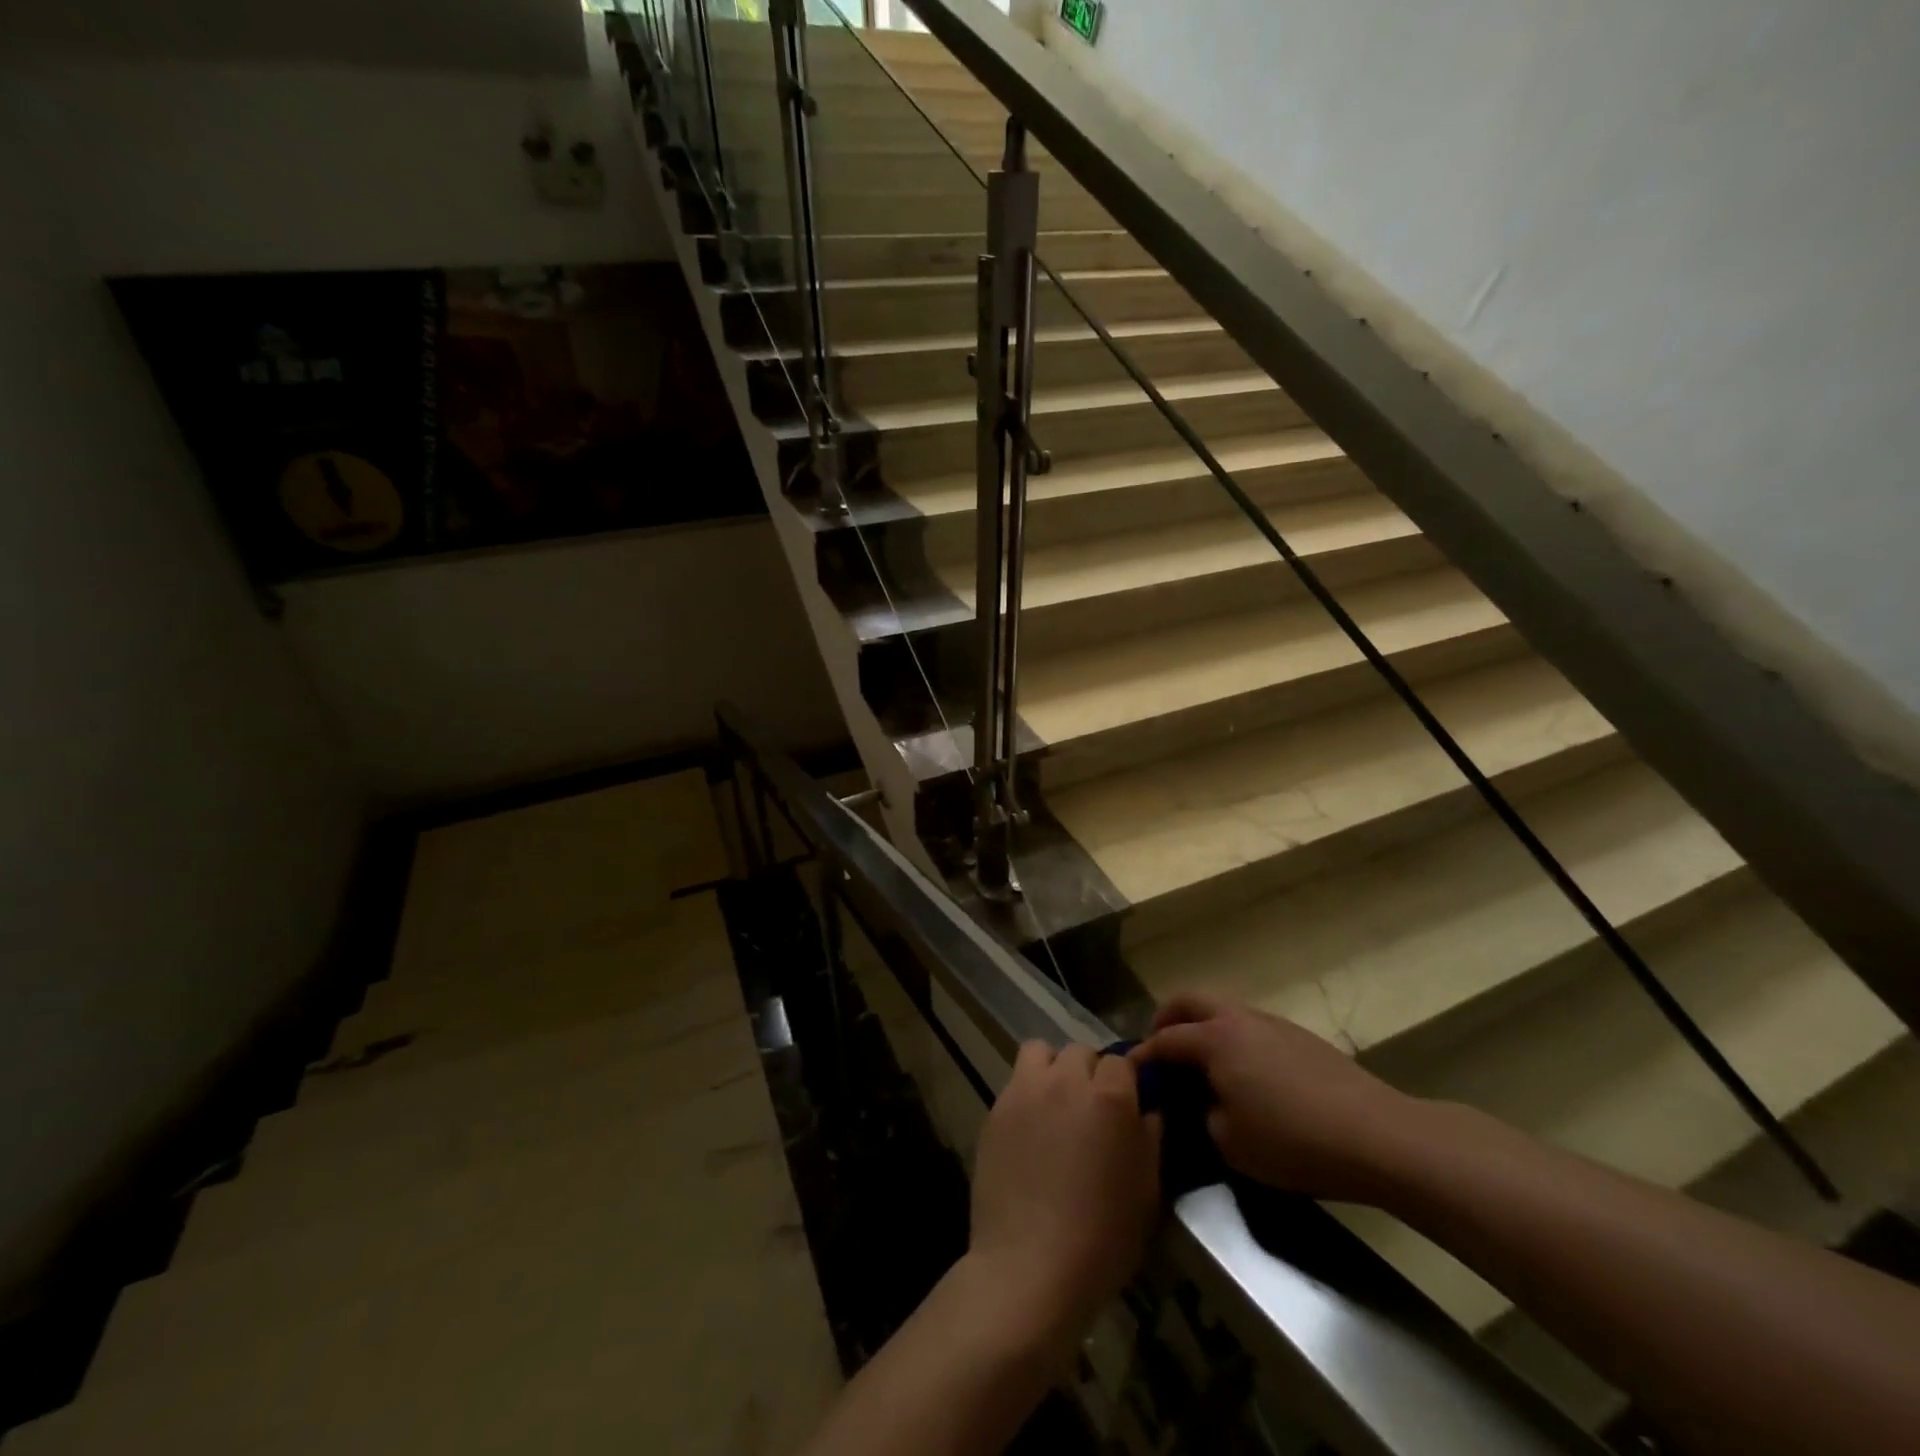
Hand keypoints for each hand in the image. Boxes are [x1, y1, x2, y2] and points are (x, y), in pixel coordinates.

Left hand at [967, 1042, 1161, 1346]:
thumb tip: (1149, 1110)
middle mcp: (1066, 1080)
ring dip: (1053, 1070)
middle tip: (1093, 1112)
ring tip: (1057, 1106)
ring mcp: (1025, 1090)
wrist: (1029, 1266)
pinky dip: (1027, 1093)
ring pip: (1041, 1051)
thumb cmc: (1101, 1238)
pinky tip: (1031, 1131)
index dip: (1127, 1082)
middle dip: (1091, 1073)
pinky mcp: (996, 1108)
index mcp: (1110, 1097)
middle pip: (1081, 1052)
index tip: (1129, 1107)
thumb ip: (1150, 1139)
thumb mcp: (1146, 1193)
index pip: (1122, 1061)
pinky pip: (1016, 1082)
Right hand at [1133, 991, 1419, 1203]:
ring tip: (1201, 1064)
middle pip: (1190, 1001)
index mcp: (1214, 1039)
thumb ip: (1202, 1115)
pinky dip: (1233, 1038)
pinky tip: (1245, 1073)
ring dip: (1203, 1026)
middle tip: (1159, 1048)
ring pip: (1223, 1009)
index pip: (1165, 1040)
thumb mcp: (1230, 1143)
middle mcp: (1238, 1019)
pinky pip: (1250, 1026)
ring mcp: (1272, 1023)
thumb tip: (1201, 1103)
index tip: (1129, 1072)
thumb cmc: (1293, 1140)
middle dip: (1168, 1019)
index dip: (1143, 1056)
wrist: (1376, 1135)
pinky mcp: (1300, 1036)